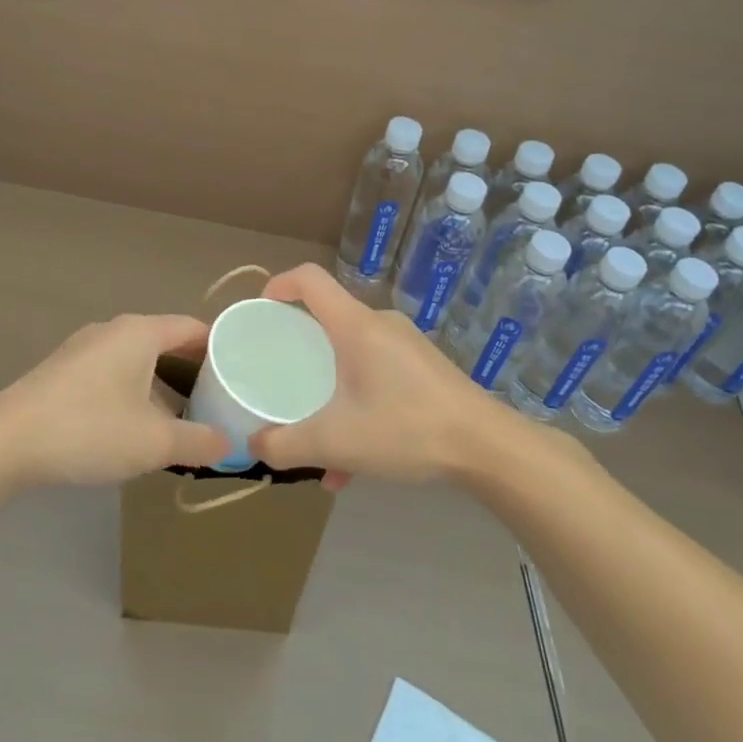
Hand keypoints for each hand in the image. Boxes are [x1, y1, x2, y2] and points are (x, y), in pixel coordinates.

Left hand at [0, 314, 230, 485]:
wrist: (5, 442)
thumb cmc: (89, 429)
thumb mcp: (154, 442)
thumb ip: (199, 442)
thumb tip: (229, 444)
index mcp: (140, 332)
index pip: (192, 328)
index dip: (220, 347)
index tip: (241, 372)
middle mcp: (113, 330)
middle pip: (165, 341)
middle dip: (192, 369)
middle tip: (219, 398)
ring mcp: (84, 348)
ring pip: (137, 359)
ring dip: (161, 383)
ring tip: (182, 416)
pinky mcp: (63, 370)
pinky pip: (112, 372)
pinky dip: (133, 390)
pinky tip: (135, 424)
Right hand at [248, 264, 509, 483]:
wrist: (488, 447)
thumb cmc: (406, 429)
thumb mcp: (335, 442)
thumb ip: (286, 445)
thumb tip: (254, 446)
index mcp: (355, 325)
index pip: (309, 279)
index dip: (279, 284)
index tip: (261, 312)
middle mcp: (380, 325)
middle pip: (327, 321)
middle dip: (300, 352)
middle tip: (282, 383)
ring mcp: (406, 346)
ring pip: (352, 357)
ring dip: (330, 393)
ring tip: (320, 444)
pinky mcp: (424, 369)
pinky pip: (376, 376)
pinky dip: (357, 406)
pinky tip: (355, 462)